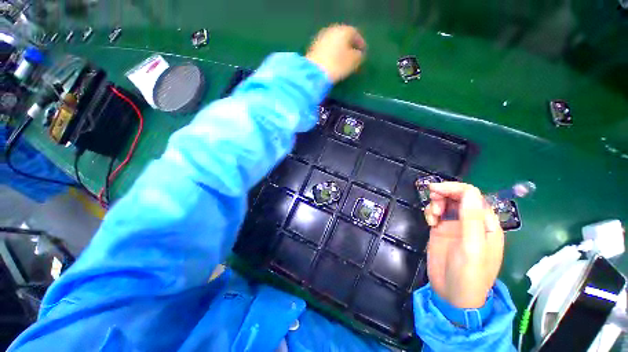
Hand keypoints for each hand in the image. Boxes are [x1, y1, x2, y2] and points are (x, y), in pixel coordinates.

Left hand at [306, 24, 365, 82]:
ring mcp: (321, 38)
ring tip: (343, 60)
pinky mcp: (314, 47)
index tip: (363, 53)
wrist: (315, 72)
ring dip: (340, 50)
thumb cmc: (338, 65)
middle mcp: (332, 30)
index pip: (356, 34)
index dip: (361, 44)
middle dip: (349, 46)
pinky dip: (331, 53)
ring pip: (334, 42)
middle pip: (344, 37)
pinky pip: (327, 48)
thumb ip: (359, 56)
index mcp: (344, 30)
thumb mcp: (354, 61)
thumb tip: (359, 54)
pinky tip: (333, 62)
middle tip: (353, 56)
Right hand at [424, 182, 503, 308]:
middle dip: (444, 194)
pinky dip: (431, 213)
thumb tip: (469, 192)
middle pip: (458, 197)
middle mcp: (472, 222)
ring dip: (436, 204)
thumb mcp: (472, 247)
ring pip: (445, 203)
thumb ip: (472, 219)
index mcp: (486, 224)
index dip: (455, 189)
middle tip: (432, 200)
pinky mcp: (442, 230)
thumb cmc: (469, 274)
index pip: (473, 196)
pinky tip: (430, 222)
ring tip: (432, 217)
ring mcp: (455, 226)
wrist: (452, 294)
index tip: (435, 190)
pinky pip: (436, 213)